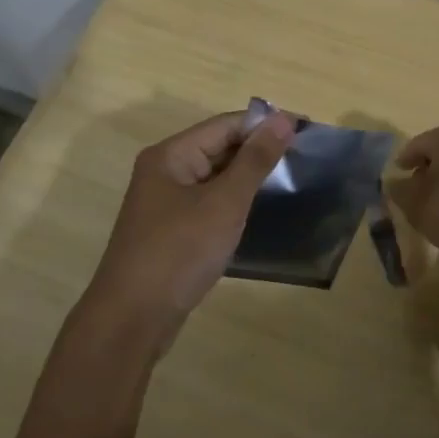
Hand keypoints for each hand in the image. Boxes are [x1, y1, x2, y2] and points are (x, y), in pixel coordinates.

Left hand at [82, 110, 295, 351]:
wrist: (133, 318)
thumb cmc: (179, 252)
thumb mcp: (224, 203)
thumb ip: (255, 161)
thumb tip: (283, 119)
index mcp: (171, 155)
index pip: (225, 125)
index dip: (264, 125)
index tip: (306, 131)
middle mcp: (164, 171)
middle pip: (218, 148)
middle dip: (258, 151)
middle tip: (304, 157)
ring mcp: (165, 203)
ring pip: (214, 177)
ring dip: (248, 177)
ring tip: (291, 180)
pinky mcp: (171, 230)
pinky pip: (208, 202)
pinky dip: (233, 202)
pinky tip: (258, 211)